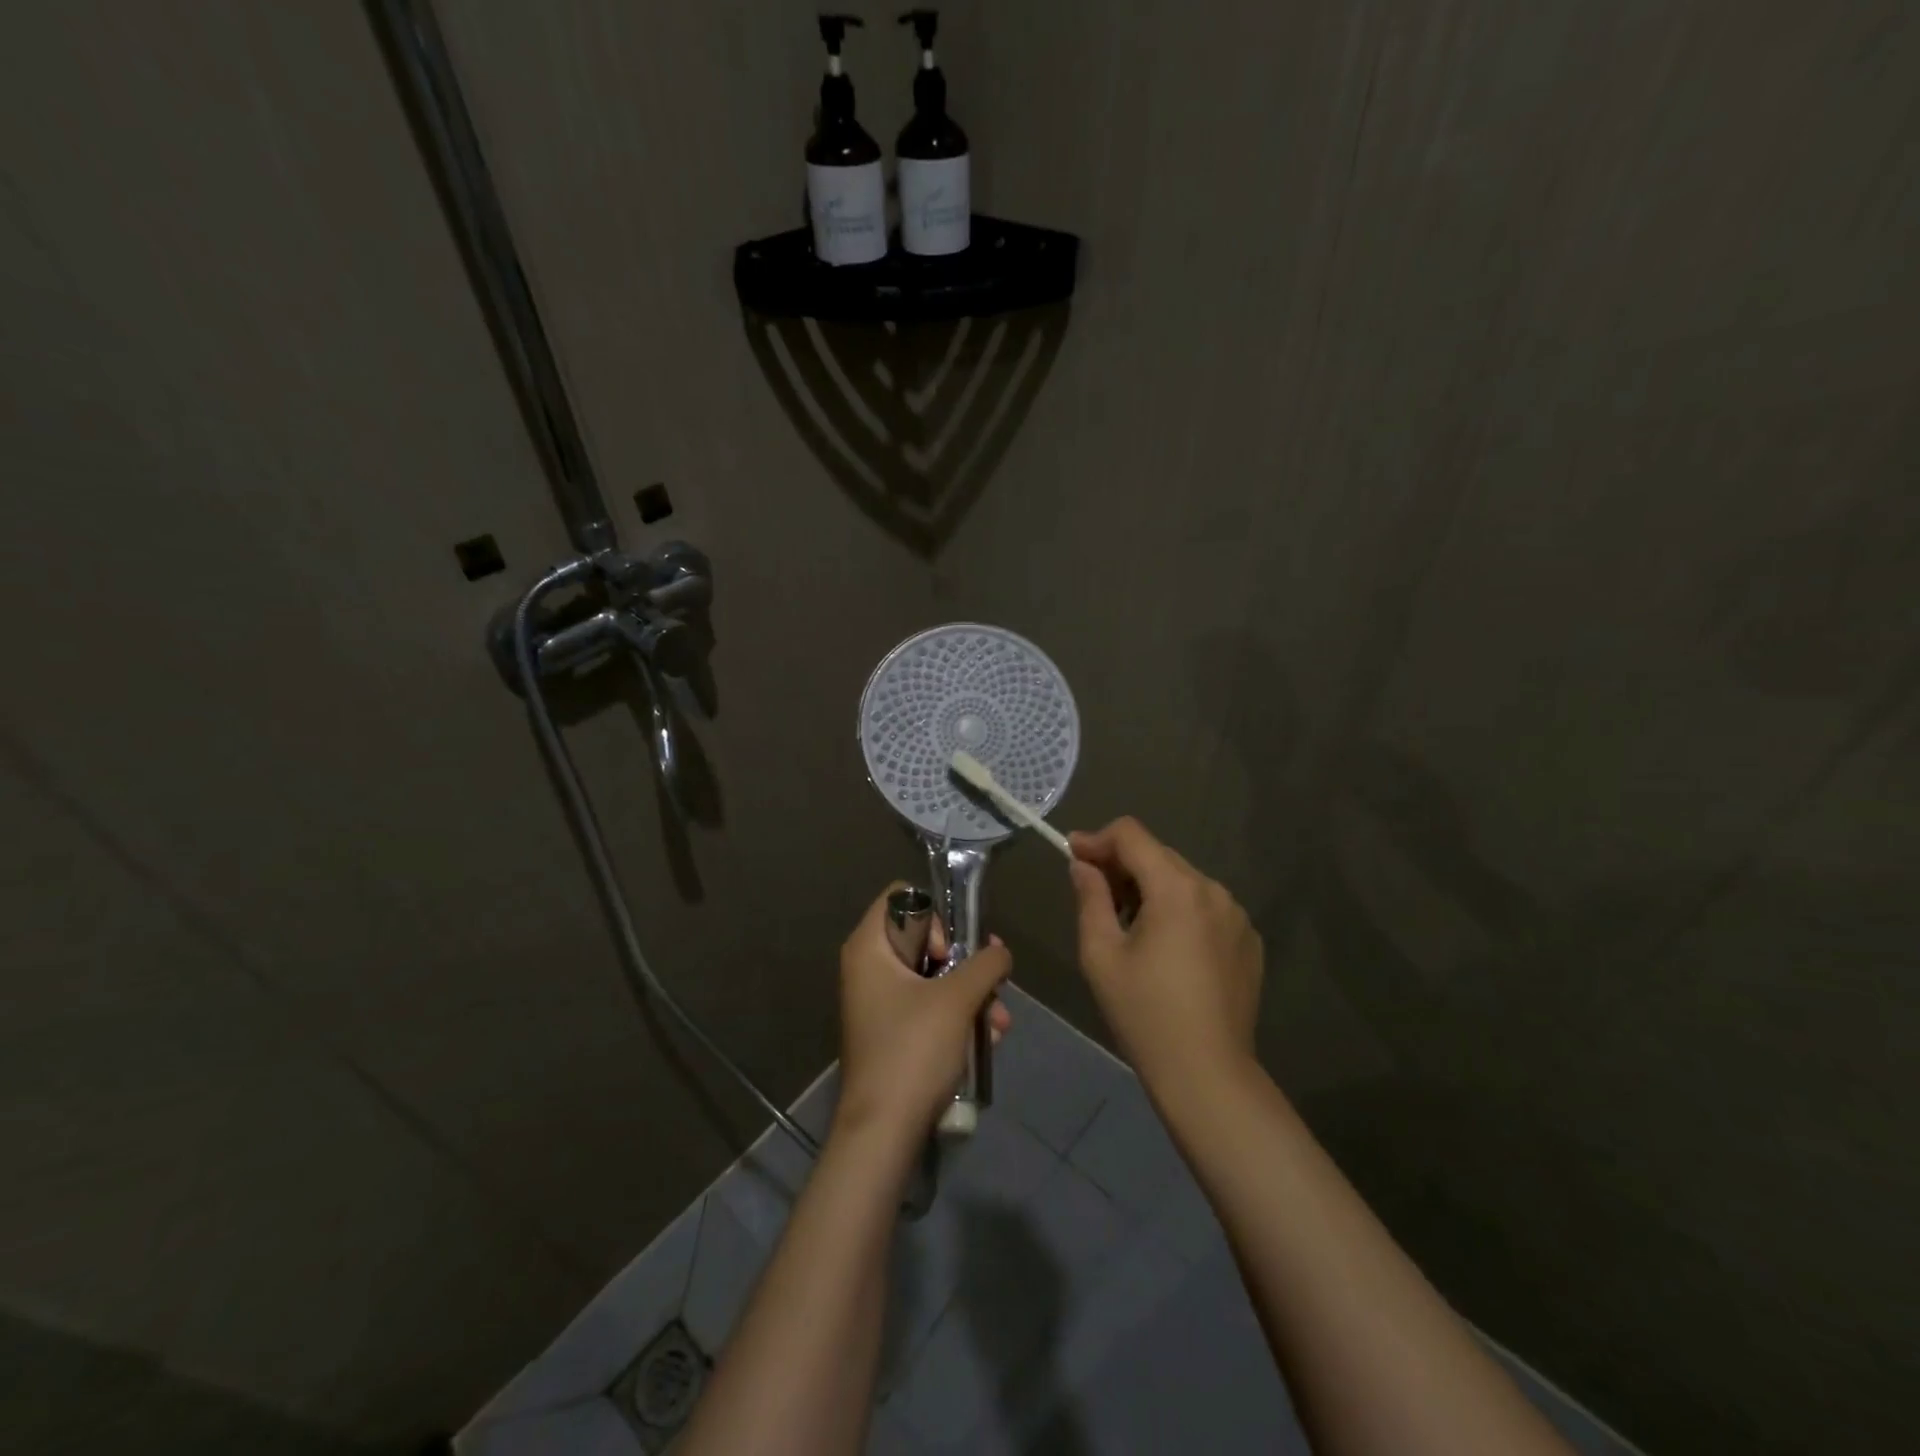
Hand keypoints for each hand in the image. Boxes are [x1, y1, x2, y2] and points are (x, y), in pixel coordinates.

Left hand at [833, 884, 1012, 1144]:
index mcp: (869, 947)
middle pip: (924, 937)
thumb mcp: (957, 999)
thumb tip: (1000, 951)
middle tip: (991, 982)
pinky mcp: (893, 1032)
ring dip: (972, 994)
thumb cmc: (913, 1050)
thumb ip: (985, 963)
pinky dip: (959, 1017)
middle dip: (966, 962)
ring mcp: (880, 1002)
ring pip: (934, 976)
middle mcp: (869, 967)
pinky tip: (989, 1040)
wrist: (883, 1132)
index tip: (950, 951)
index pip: (902, 897)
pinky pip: (930, 1006)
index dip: (934, 915)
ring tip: (1000, 1023)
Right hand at [1068, 818, 1262, 1097]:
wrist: (1207, 1074)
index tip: (1072, 855)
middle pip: (1159, 855)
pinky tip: (1167, 950)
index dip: (1097, 839)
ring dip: (1151, 889)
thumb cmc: (1144, 1013)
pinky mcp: (1249, 940)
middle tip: (1094, 893)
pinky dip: (1180, 912)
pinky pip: (1206, 908)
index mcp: (1176, 888)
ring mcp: (1237, 915)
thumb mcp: (1101, 954)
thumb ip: (1090, 898)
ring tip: (1130, 926)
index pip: (1132, 835)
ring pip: (1183, 881)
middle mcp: (1213, 890)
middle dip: (1122, 865)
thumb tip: (1083, 866)